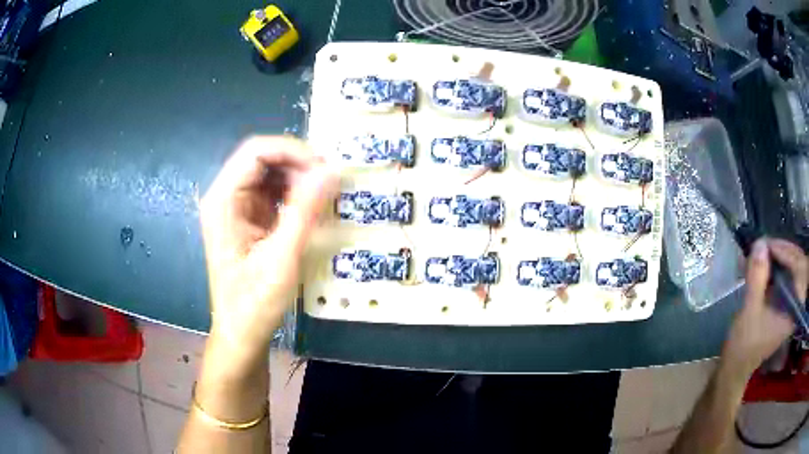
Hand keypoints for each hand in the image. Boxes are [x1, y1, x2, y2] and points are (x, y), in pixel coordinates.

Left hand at [200, 136, 337, 369]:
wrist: (241, 333)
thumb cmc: (254, 303)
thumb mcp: (281, 259)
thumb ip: (304, 212)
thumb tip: (330, 171)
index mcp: (223, 201)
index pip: (255, 152)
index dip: (291, 151)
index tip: (324, 167)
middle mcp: (226, 197)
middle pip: (262, 158)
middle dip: (297, 164)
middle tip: (329, 182)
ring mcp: (236, 207)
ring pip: (270, 173)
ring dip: (298, 177)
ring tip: (324, 195)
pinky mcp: (248, 218)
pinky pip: (273, 192)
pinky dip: (295, 193)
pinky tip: (311, 206)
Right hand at [722, 238, 808, 377]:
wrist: (736, 367)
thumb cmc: (744, 344)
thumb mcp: (749, 311)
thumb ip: (757, 277)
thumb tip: (760, 243)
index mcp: (794, 311)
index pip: (800, 269)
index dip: (788, 253)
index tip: (769, 246)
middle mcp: (796, 304)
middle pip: (799, 264)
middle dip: (784, 250)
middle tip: (766, 244)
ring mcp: (792, 303)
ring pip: (793, 266)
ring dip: (780, 255)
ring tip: (764, 251)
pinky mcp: (785, 301)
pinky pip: (787, 274)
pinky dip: (778, 264)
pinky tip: (765, 262)